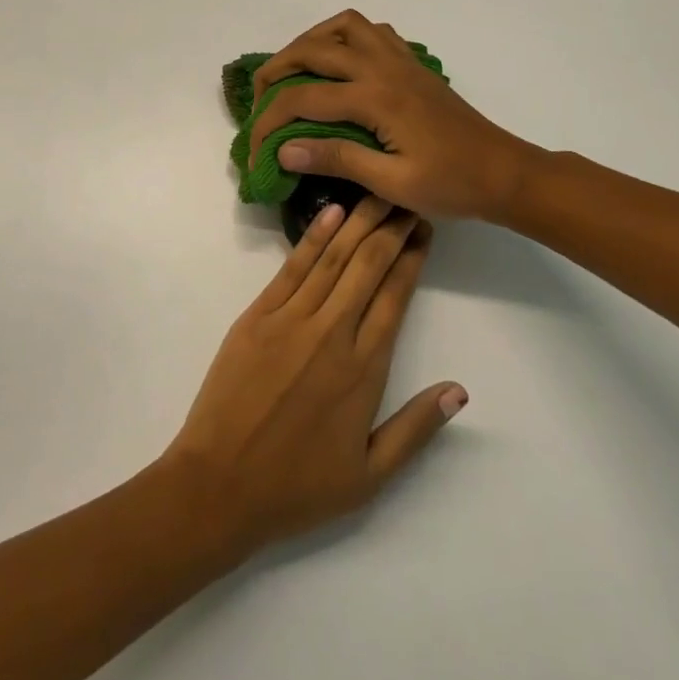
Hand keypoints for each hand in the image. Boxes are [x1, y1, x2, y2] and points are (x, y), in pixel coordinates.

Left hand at [159, 196, 467, 557]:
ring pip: (333, 259)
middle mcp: (331, 334)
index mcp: (363, 370)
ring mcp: (291, 321)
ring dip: (358, 222)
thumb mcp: (370, 475)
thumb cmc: (297, 486)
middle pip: (368, 267)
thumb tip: (460, 390)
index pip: (395, 297)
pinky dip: (314, 237)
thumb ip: (416, 428)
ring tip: (377, 193)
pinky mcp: (256, 317)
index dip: (412, 259)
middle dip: (391, 228)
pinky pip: (292, 268)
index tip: (425, 229)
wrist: (219, 485)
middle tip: (407, 197)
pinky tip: (332, 213)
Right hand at [249, 10, 538, 221]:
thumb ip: (337, 160)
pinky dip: (346, 37)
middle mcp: (383, 68)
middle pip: (314, 49)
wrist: (504, 172)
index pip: (303, 99)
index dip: (268, 122)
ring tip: (294, 69)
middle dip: (276, 69)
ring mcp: (401, 60)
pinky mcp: (413, 64)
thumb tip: (284, 150)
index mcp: (375, 99)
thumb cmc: (451, 185)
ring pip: (344, 26)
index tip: (254, 151)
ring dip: (311, 41)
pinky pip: (372, 31)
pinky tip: (340, 64)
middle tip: (259, 97)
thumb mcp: (392, 183)